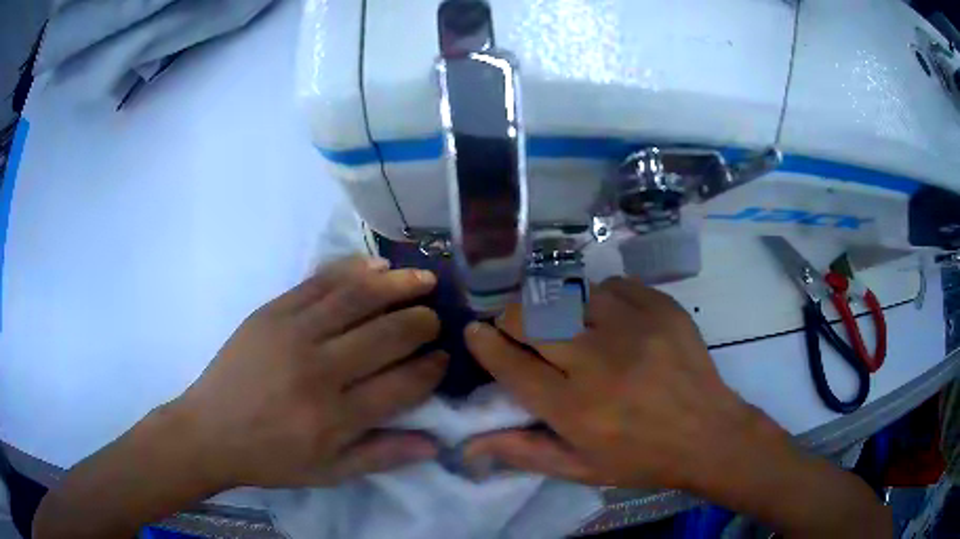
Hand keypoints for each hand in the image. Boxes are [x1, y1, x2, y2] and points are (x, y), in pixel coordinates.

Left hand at [171, 256, 447, 488]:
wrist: (210, 430)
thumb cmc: (270, 458)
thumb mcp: (329, 472)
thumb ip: (382, 456)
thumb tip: (435, 443)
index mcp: (335, 417)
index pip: (402, 384)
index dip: (432, 368)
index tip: (444, 357)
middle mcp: (319, 370)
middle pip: (387, 334)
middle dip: (423, 322)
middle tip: (436, 318)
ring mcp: (293, 333)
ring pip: (357, 298)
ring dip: (398, 284)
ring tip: (424, 279)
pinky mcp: (272, 311)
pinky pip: (319, 281)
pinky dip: (353, 269)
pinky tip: (376, 265)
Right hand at [462, 276, 768, 489]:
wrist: (709, 435)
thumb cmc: (641, 458)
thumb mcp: (580, 469)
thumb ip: (523, 453)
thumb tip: (468, 444)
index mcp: (574, 408)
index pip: (510, 364)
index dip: (484, 344)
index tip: (475, 332)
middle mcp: (598, 362)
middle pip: (531, 318)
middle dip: (512, 319)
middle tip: (517, 328)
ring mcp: (633, 328)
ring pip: (569, 295)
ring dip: (557, 309)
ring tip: (567, 325)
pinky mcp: (661, 308)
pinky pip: (612, 286)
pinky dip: (600, 299)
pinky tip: (610, 319)